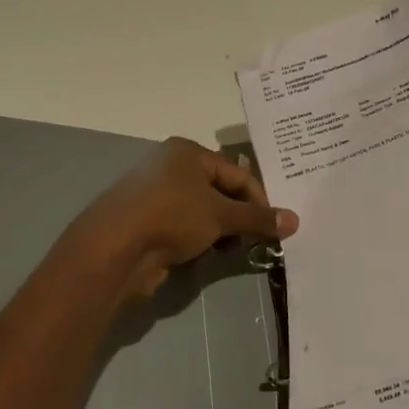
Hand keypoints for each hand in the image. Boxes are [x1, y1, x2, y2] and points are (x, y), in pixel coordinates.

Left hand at [56, 138, 298, 305]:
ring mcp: (157, 196)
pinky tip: (206, 256)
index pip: (237, 172)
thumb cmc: (171, 216)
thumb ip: (257, 218)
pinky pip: (185, 228)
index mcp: (187, 152)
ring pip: (202, 211)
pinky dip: (200, 240)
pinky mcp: (148, 223)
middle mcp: (171, 168)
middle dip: (240, 216)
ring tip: (232, 250)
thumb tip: (295, 220)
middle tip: (257, 240)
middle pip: (220, 191)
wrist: (114, 248)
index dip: (259, 199)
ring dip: (221, 231)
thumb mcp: (220, 215)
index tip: (275, 226)